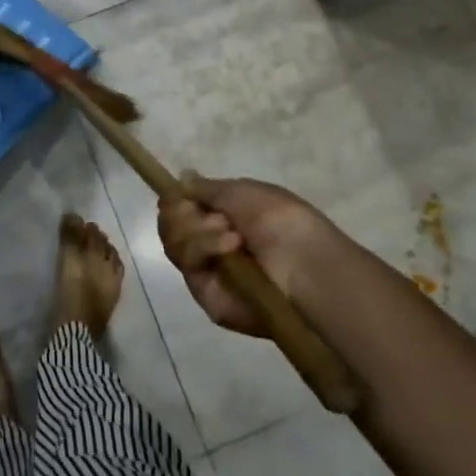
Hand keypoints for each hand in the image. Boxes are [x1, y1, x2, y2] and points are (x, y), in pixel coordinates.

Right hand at [157, 173, 333, 337]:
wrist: (304, 262)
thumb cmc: (280, 219)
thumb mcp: (242, 191)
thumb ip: (206, 188)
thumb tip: (182, 178)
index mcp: (223, 219)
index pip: (181, 210)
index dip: (176, 201)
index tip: (180, 195)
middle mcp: (211, 246)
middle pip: (170, 226)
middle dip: (183, 214)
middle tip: (212, 215)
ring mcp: (208, 273)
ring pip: (174, 244)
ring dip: (198, 231)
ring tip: (232, 234)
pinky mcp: (207, 297)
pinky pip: (187, 265)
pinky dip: (204, 248)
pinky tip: (230, 246)